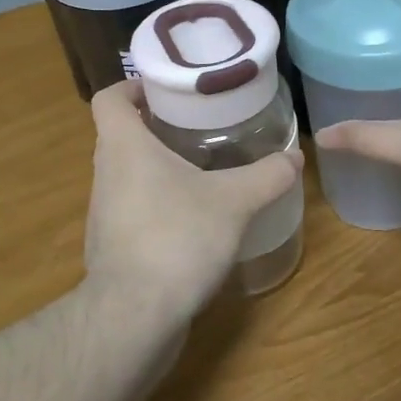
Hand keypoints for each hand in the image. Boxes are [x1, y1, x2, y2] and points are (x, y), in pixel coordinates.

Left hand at [83, 79, 302, 327]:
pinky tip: (193, 220)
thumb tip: (295, 157)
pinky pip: (133, 210)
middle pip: (121, 135)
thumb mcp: (234, 201)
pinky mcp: (112, 247)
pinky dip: (158, 205)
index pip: (109, 97)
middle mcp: (105, 173)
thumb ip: (266, 176)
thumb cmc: (177, 237)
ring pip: (128, 175)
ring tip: (202, 170)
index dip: (132, 85)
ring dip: (158, 168)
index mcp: (124, 146)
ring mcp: (104, 213)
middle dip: (157, 126)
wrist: (135, 315)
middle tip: (199, 125)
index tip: (166, 88)